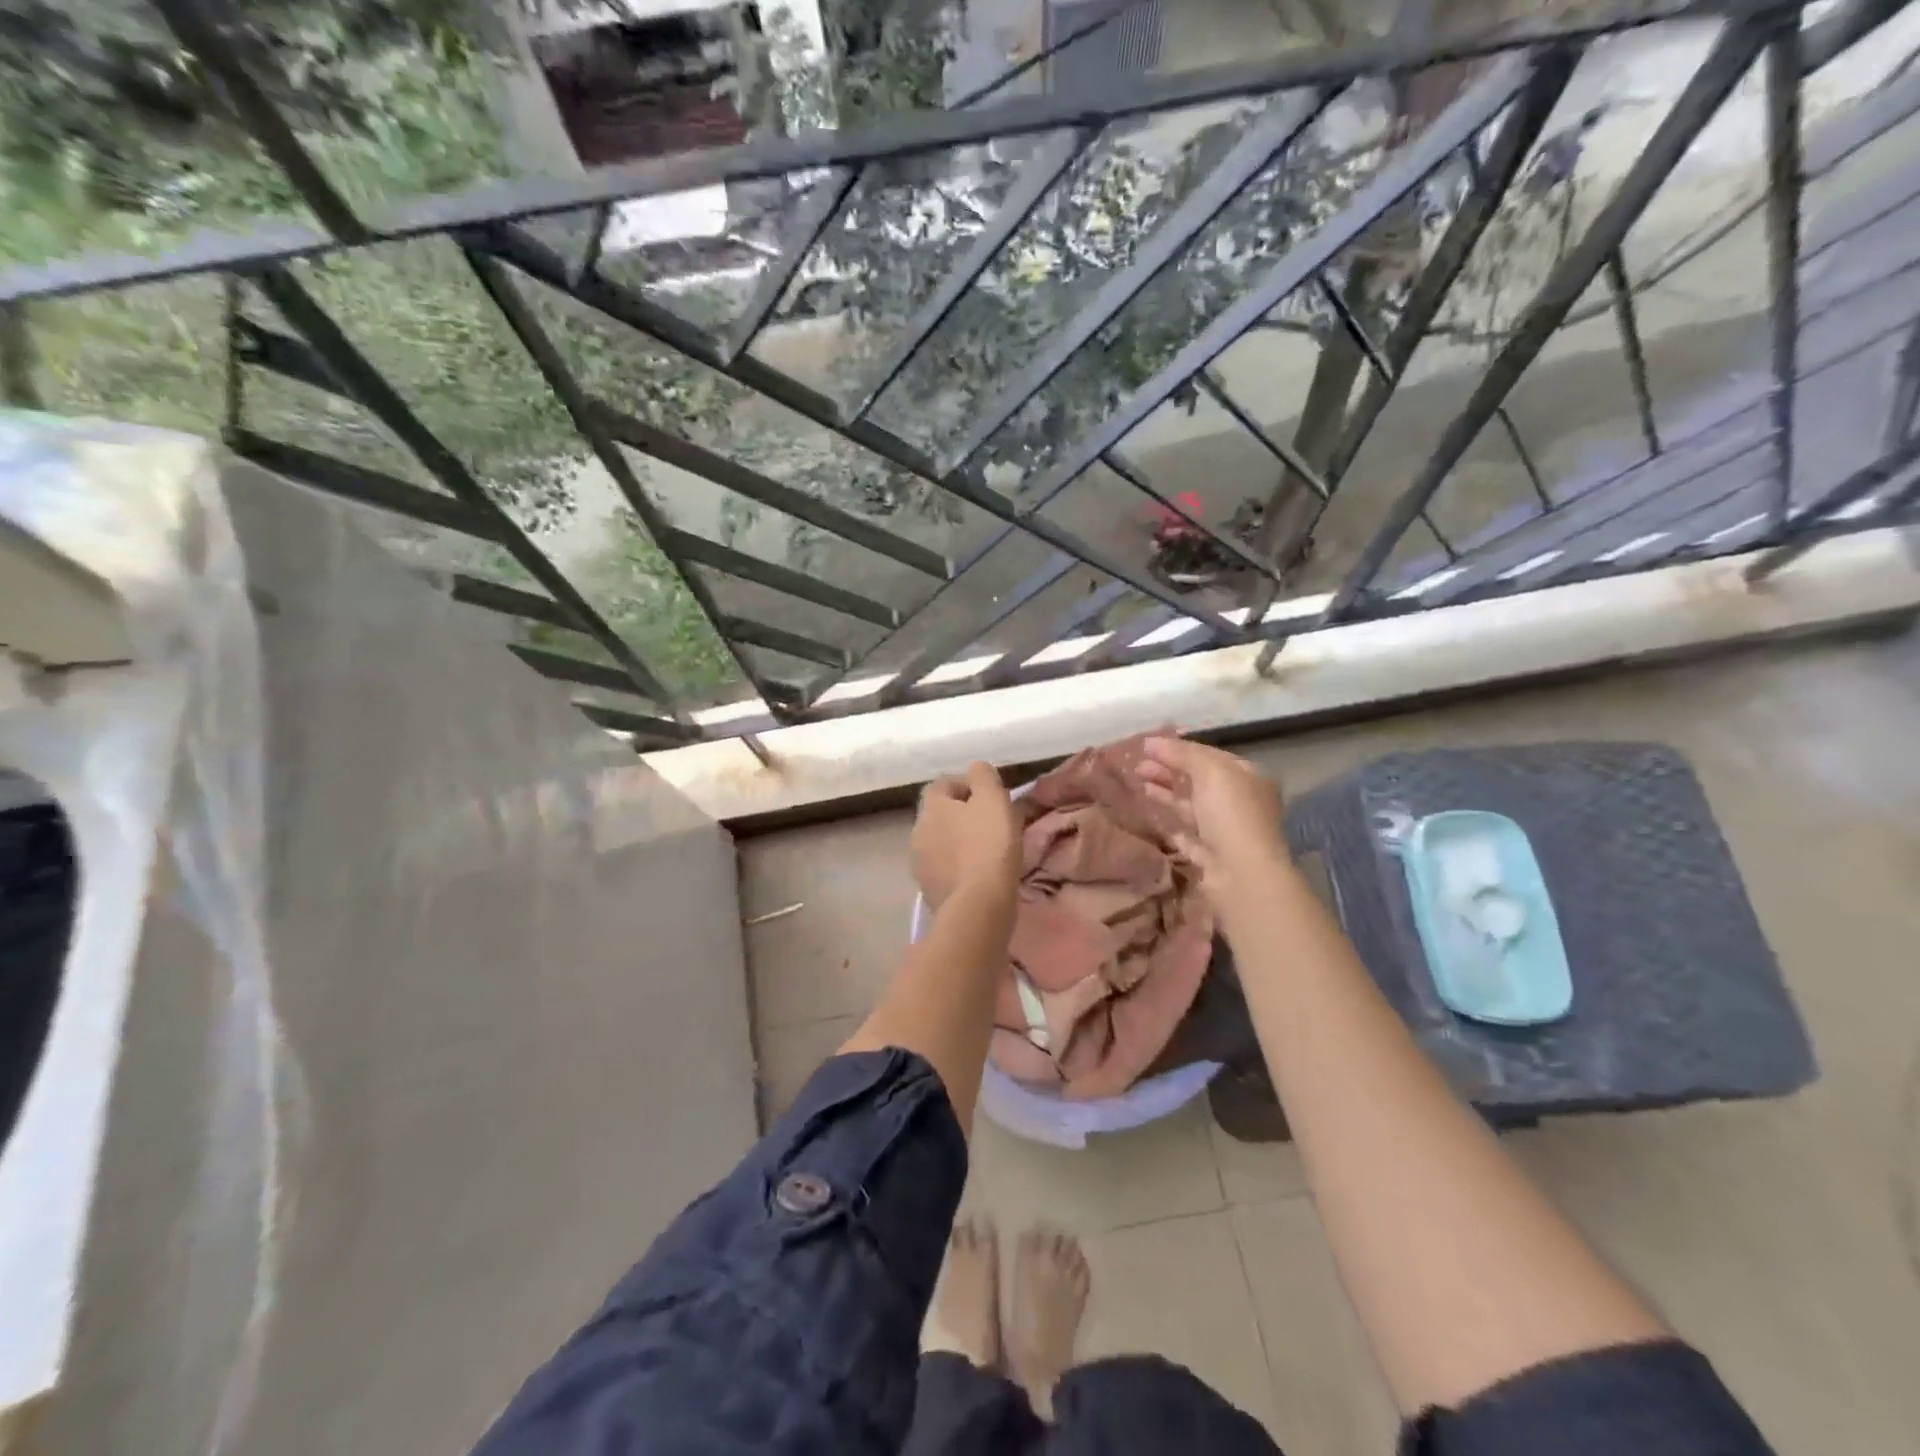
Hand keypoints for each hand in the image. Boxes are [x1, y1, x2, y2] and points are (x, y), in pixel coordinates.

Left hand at [913, 761, 1020, 908]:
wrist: (978, 905)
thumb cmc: (989, 844)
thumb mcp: (993, 799)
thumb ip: (983, 777)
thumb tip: (975, 769)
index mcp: (931, 807)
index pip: (941, 785)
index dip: (965, 787)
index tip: (989, 798)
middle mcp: (918, 831)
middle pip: (939, 816)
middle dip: (961, 817)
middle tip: (991, 825)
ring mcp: (920, 864)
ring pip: (940, 844)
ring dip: (958, 844)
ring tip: (987, 853)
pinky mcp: (928, 891)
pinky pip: (944, 870)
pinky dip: (958, 869)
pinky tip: (979, 877)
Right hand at [1137, 736, 1287, 907]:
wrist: (1241, 874)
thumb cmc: (1231, 814)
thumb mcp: (1210, 772)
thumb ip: (1182, 754)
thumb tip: (1150, 741)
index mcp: (1246, 777)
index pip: (1209, 755)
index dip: (1179, 748)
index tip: (1148, 745)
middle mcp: (1237, 801)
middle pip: (1197, 779)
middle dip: (1167, 769)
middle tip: (1136, 764)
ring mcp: (1222, 828)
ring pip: (1188, 804)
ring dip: (1163, 790)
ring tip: (1136, 780)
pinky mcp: (1207, 852)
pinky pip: (1183, 830)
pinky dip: (1166, 818)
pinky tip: (1146, 808)